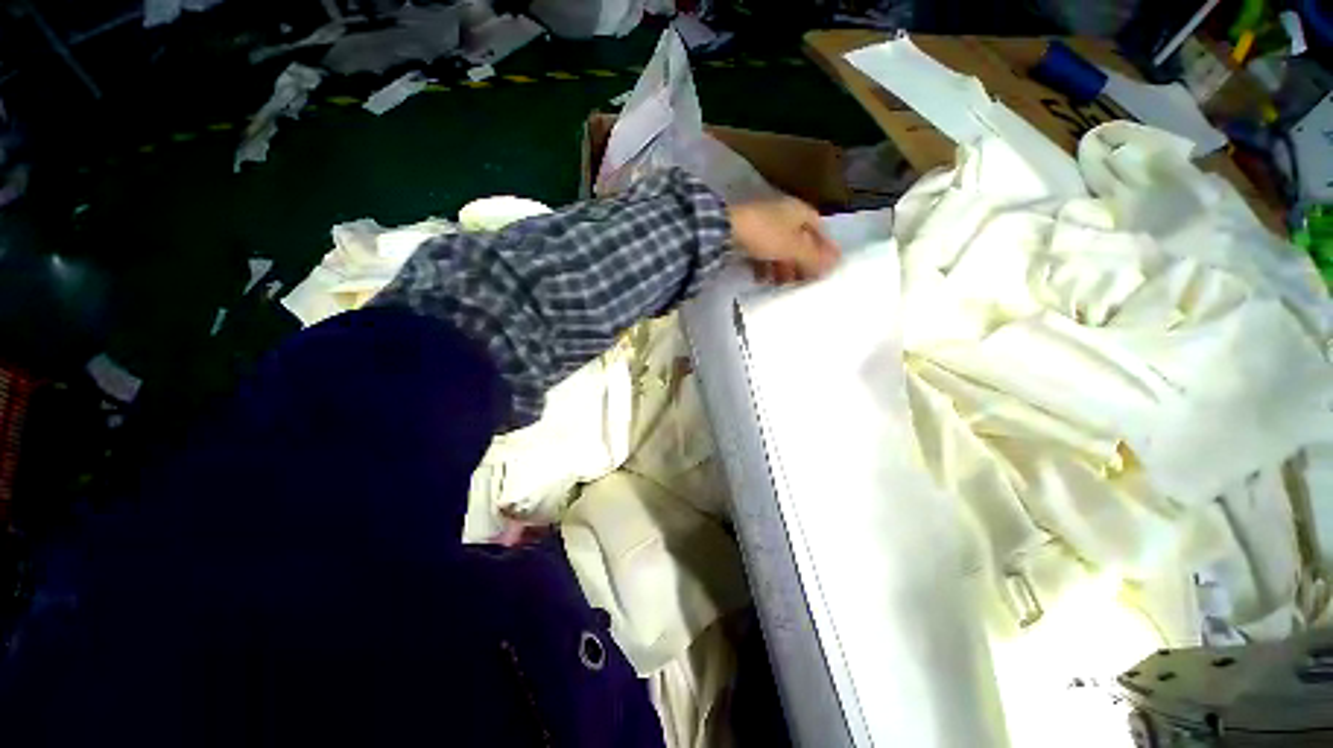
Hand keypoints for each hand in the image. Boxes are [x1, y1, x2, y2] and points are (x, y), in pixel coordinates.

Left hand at [728, 197, 839, 283]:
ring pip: (779, 248)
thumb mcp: (793, 248)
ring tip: (782, 284)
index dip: (825, 248)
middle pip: (798, 240)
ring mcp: (763, 225)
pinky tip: (763, 280)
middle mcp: (782, 215)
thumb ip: (814, 257)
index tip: (827, 266)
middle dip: (801, 262)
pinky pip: (762, 252)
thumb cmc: (765, 235)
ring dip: (783, 267)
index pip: (819, 229)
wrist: (725, 230)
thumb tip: (835, 264)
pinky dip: (765, 266)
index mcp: (798, 211)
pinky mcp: (747, 236)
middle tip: (803, 281)